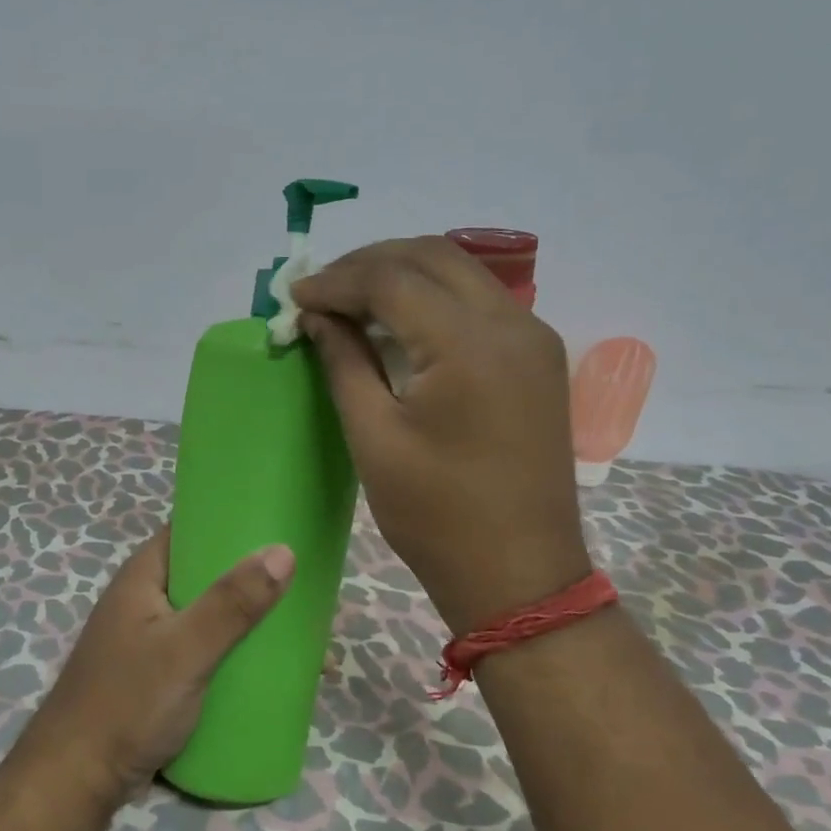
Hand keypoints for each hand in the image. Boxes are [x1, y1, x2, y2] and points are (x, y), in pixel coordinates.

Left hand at [13, 530, 293, 810]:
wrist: (77, 781)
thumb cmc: (127, 703)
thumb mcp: (185, 650)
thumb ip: (232, 604)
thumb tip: (283, 551)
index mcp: (142, 577)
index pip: (189, 530)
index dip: (230, 522)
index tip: (278, 524)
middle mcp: (144, 600)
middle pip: (204, 574)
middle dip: (249, 578)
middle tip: (301, 580)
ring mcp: (150, 639)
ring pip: (207, 615)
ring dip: (245, 619)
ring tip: (297, 624)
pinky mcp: (158, 675)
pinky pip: (204, 649)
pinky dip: (232, 651)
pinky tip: (267, 665)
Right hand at [292, 236, 589, 634]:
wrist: (519, 573)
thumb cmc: (437, 515)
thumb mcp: (375, 437)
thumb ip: (345, 363)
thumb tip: (316, 316)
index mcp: (469, 345)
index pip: (392, 279)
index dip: (336, 281)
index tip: (294, 296)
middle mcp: (512, 324)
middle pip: (432, 257)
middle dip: (369, 262)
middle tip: (320, 290)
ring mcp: (532, 338)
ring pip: (460, 272)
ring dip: (402, 274)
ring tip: (351, 298)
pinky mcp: (537, 358)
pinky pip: (479, 302)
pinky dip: (433, 297)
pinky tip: (399, 321)